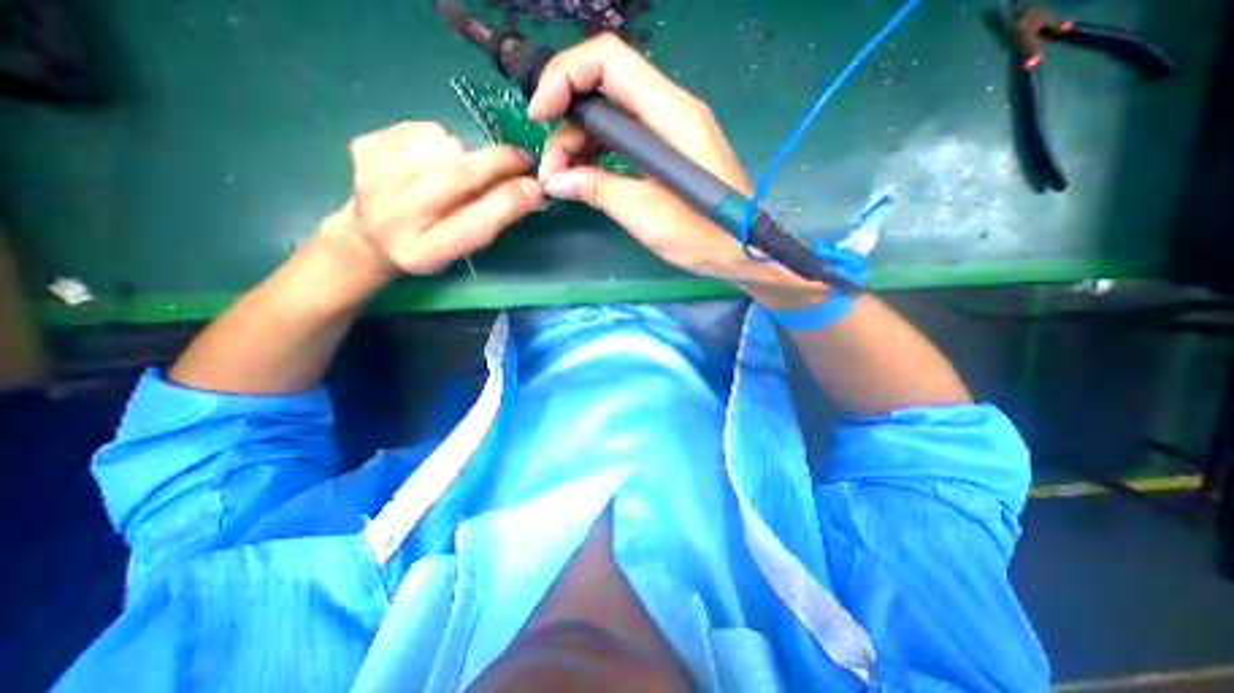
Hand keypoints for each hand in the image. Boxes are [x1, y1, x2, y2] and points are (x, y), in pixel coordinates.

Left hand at [318, 120, 544, 277]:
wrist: (371, 236)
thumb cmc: (430, 246)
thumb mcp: (463, 248)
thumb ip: (492, 221)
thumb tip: (531, 190)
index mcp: (424, 253)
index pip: (473, 225)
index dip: (508, 203)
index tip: (536, 188)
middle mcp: (394, 217)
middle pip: (454, 178)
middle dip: (497, 164)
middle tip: (521, 159)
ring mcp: (372, 178)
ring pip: (442, 147)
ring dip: (467, 154)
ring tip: (465, 169)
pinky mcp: (363, 148)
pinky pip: (422, 129)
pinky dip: (441, 140)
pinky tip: (435, 159)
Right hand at [529, 32, 822, 305]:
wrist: (738, 251)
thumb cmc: (700, 234)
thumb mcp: (644, 213)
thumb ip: (598, 190)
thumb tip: (556, 181)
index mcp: (669, 114)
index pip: (608, 60)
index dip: (564, 76)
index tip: (538, 116)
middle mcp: (670, 110)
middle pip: (604, 87)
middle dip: (567, 122)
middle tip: (551, 170)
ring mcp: (670, 130)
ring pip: (611, 116)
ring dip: (579, 143)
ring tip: (563, 180)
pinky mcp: (668, 151)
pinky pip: (624, 139)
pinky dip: (599, 155)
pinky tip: (585, 178)